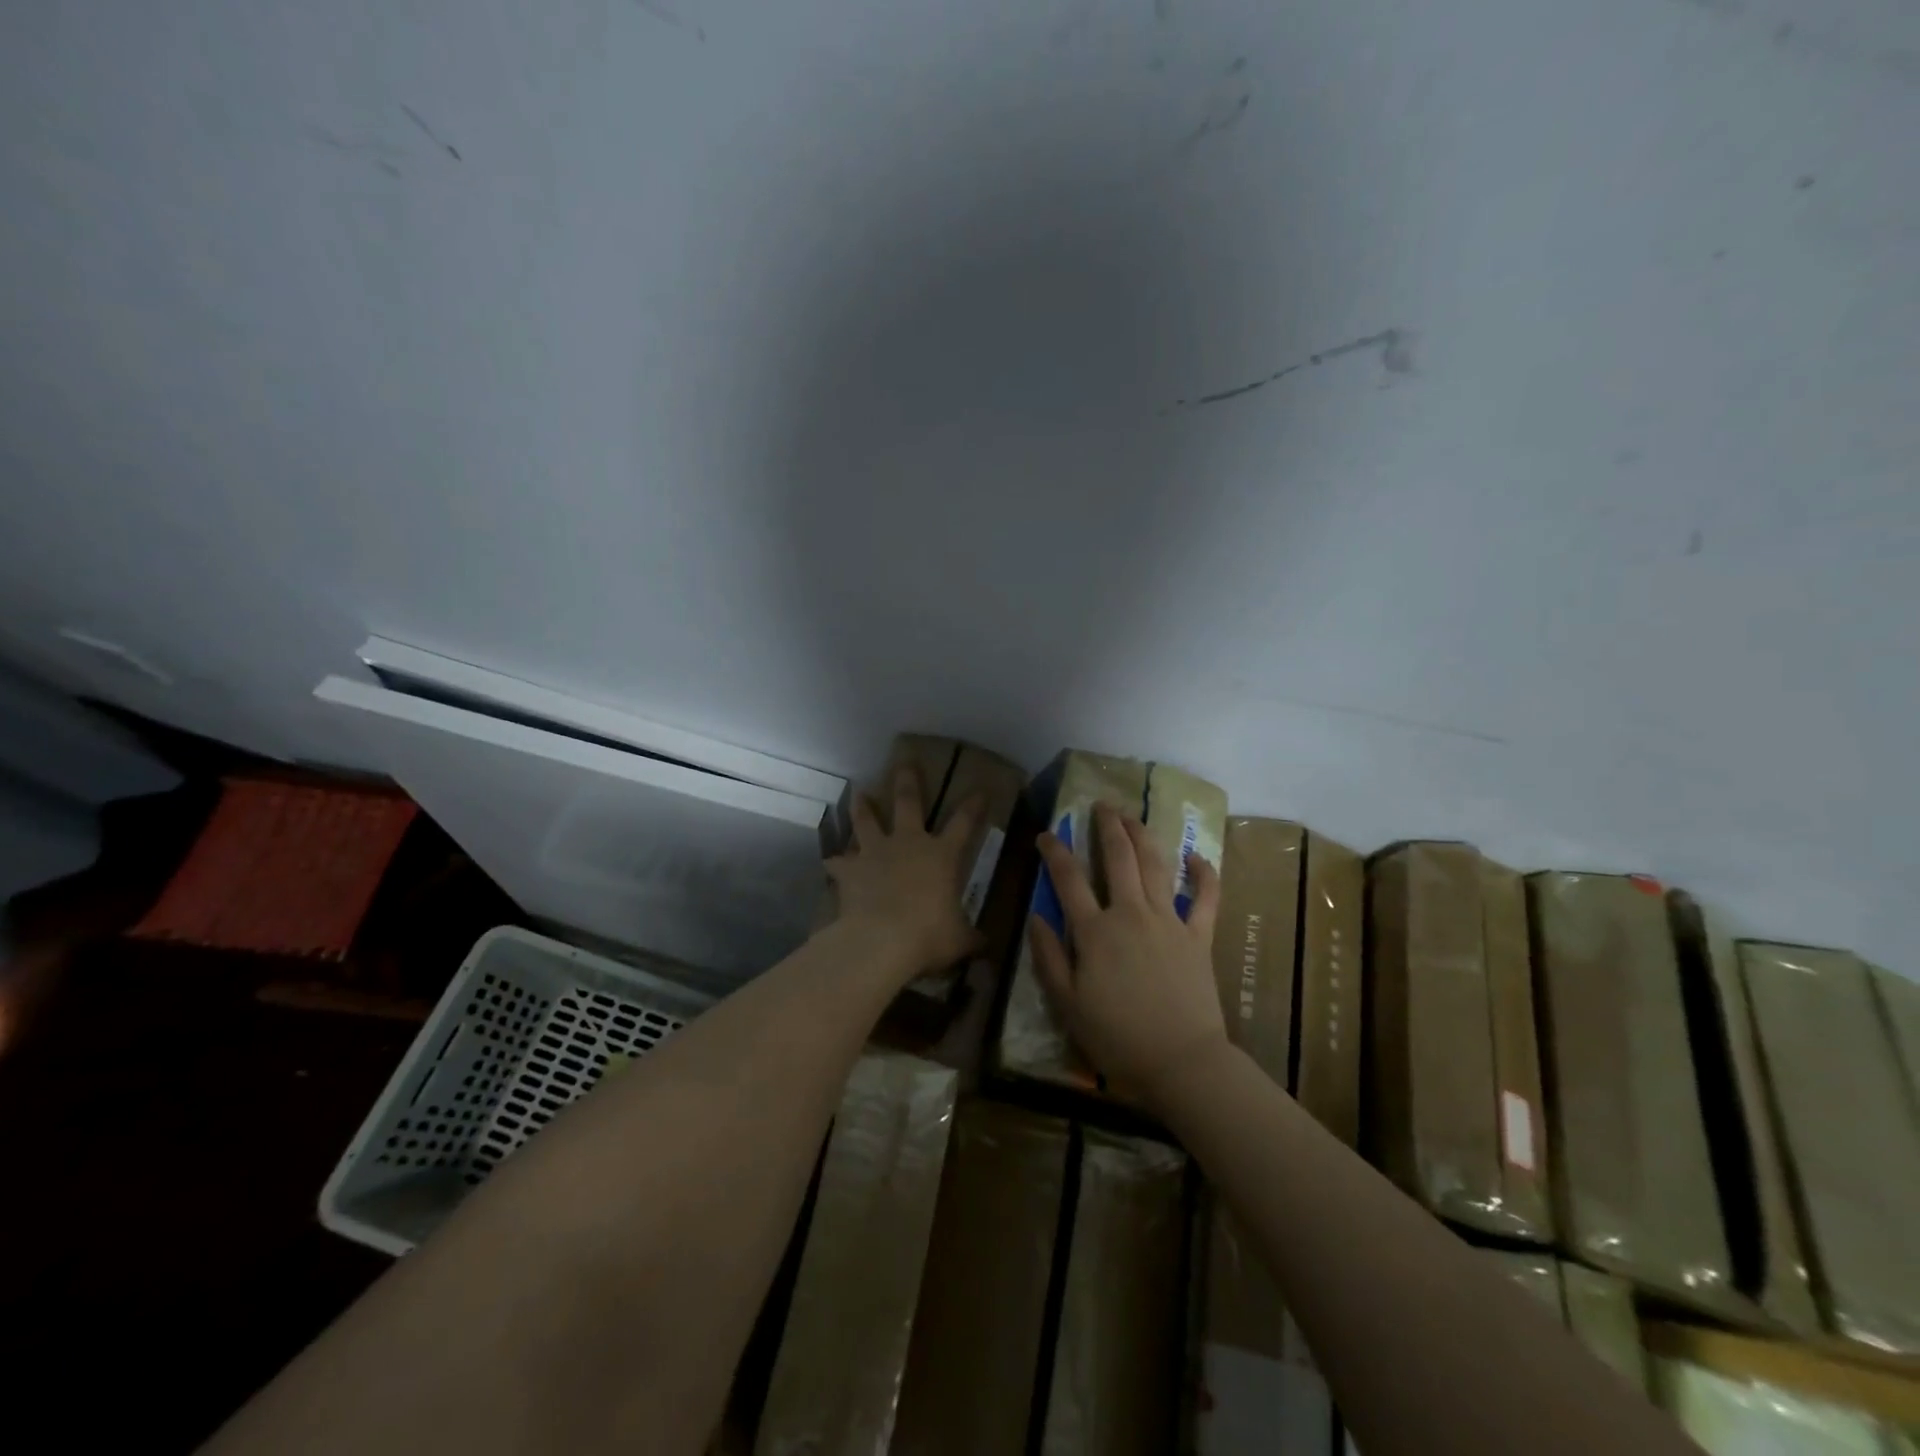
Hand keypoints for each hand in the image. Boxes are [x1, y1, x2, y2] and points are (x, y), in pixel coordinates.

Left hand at [824, 768, 983, 984]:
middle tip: (905, 761)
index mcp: (941, 855)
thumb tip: (985, 945)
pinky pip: (839, 862)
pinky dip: (836, 861)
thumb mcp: (960, 939)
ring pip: (867, 820)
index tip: (979, 789)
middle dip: (908, 780)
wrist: (882, 940)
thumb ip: (971, 937)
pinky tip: (830, 860)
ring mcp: (876, 853)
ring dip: (863, 806)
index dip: (973, 806)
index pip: (964, 823)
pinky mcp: (850, 870)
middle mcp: (908, 844)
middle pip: (908, 802)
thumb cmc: (929, 935)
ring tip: (859, 793)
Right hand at [1028, 803, 1227, 1112]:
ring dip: (1142, 835)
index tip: (1046, 833)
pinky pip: (1206, 897)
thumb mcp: (1067, 1005)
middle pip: (1118, 858)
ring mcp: (1169, 920)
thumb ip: (1048, 958)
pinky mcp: (1199, 935)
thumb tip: (1035, 917)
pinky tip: (1196, 856)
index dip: (1055, 851)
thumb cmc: (1118, 1037)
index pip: (1068, 879)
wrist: (1182, 1061)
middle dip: (1107, 826)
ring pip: (1155, 865)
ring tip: (1132, 815)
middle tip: (1100, 805)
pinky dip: (1204, 874)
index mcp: (1095, 931)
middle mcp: (1131, 914)